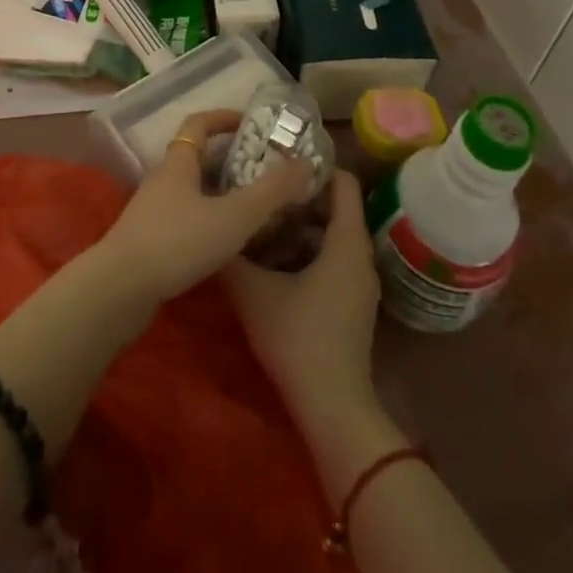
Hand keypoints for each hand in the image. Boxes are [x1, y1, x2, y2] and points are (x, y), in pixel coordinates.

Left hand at [92, 109, 312, 311]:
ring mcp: (151, 211)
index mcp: (178, 163)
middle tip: (260, 169)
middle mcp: (162, 180)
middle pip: (194, 157)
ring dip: (216, 192)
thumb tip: (305, 163)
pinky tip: (223, 242)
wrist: (120, 290)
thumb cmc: (177, 242)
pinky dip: (205, 219)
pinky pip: (182, 217)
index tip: (248, 122)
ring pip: (189, 190)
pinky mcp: (147, 241)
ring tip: (250, 206)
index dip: (222, 118)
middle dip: (226, 159)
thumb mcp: (233, 216)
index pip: (198, 124)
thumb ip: (271, 192)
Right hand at [222, 170, 379, 426]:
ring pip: (333, 235)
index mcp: (346, 241)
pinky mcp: (353, 304)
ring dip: (302, 225)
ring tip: (263, 219)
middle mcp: (360, 255)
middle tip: (264, 188)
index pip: (343, 181)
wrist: (333, 409)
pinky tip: (276, 260)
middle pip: (336, 207)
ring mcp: (360, 283)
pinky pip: (334, 259)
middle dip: (300, 195)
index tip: (281, 162)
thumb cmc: (298, 338)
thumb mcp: (254, 292)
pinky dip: (309, 250)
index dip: (315, 166)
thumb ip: (232, 255)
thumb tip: (213, 225)